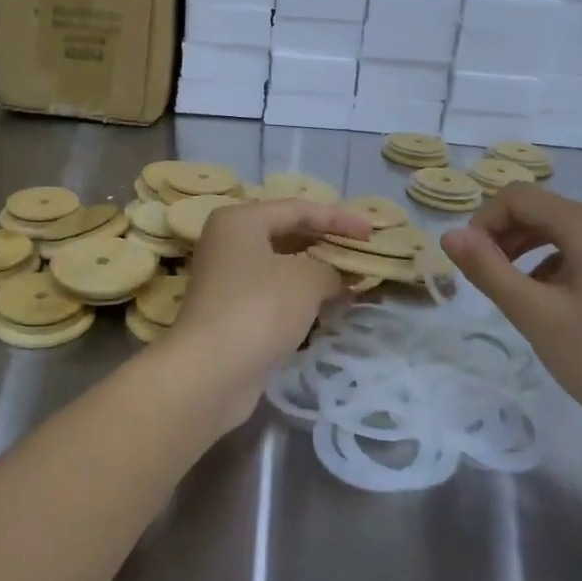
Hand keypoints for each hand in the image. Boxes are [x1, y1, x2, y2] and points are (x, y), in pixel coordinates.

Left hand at [163, 199, 372, 427]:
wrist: (210, 371)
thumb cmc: (259, 308)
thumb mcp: (306, 280)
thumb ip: (330, 270)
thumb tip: (338, 277)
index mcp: (240, 220)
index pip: (298, 209)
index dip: (338, 218)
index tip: (371, 232)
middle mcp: (228, 242)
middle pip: (286, 233)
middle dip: (326, 243)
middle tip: (362, 253)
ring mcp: (227, 278)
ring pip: (280, 265)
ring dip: (316, 271)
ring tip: (353, 279)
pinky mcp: (231, 311)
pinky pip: (274, 291)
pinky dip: (301, 295)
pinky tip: (329, 305)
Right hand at [440, 186, 581, 448]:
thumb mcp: (535, 314)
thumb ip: (488, 269)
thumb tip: (450, 234)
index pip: (519, 197)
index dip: (484, 221)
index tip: (470, 261)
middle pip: (542, 210)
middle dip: (504, 236)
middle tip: (485, 278)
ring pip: (564, 232)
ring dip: (527, 251)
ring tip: (513, 293)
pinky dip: (556, 266)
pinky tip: (552, 306)